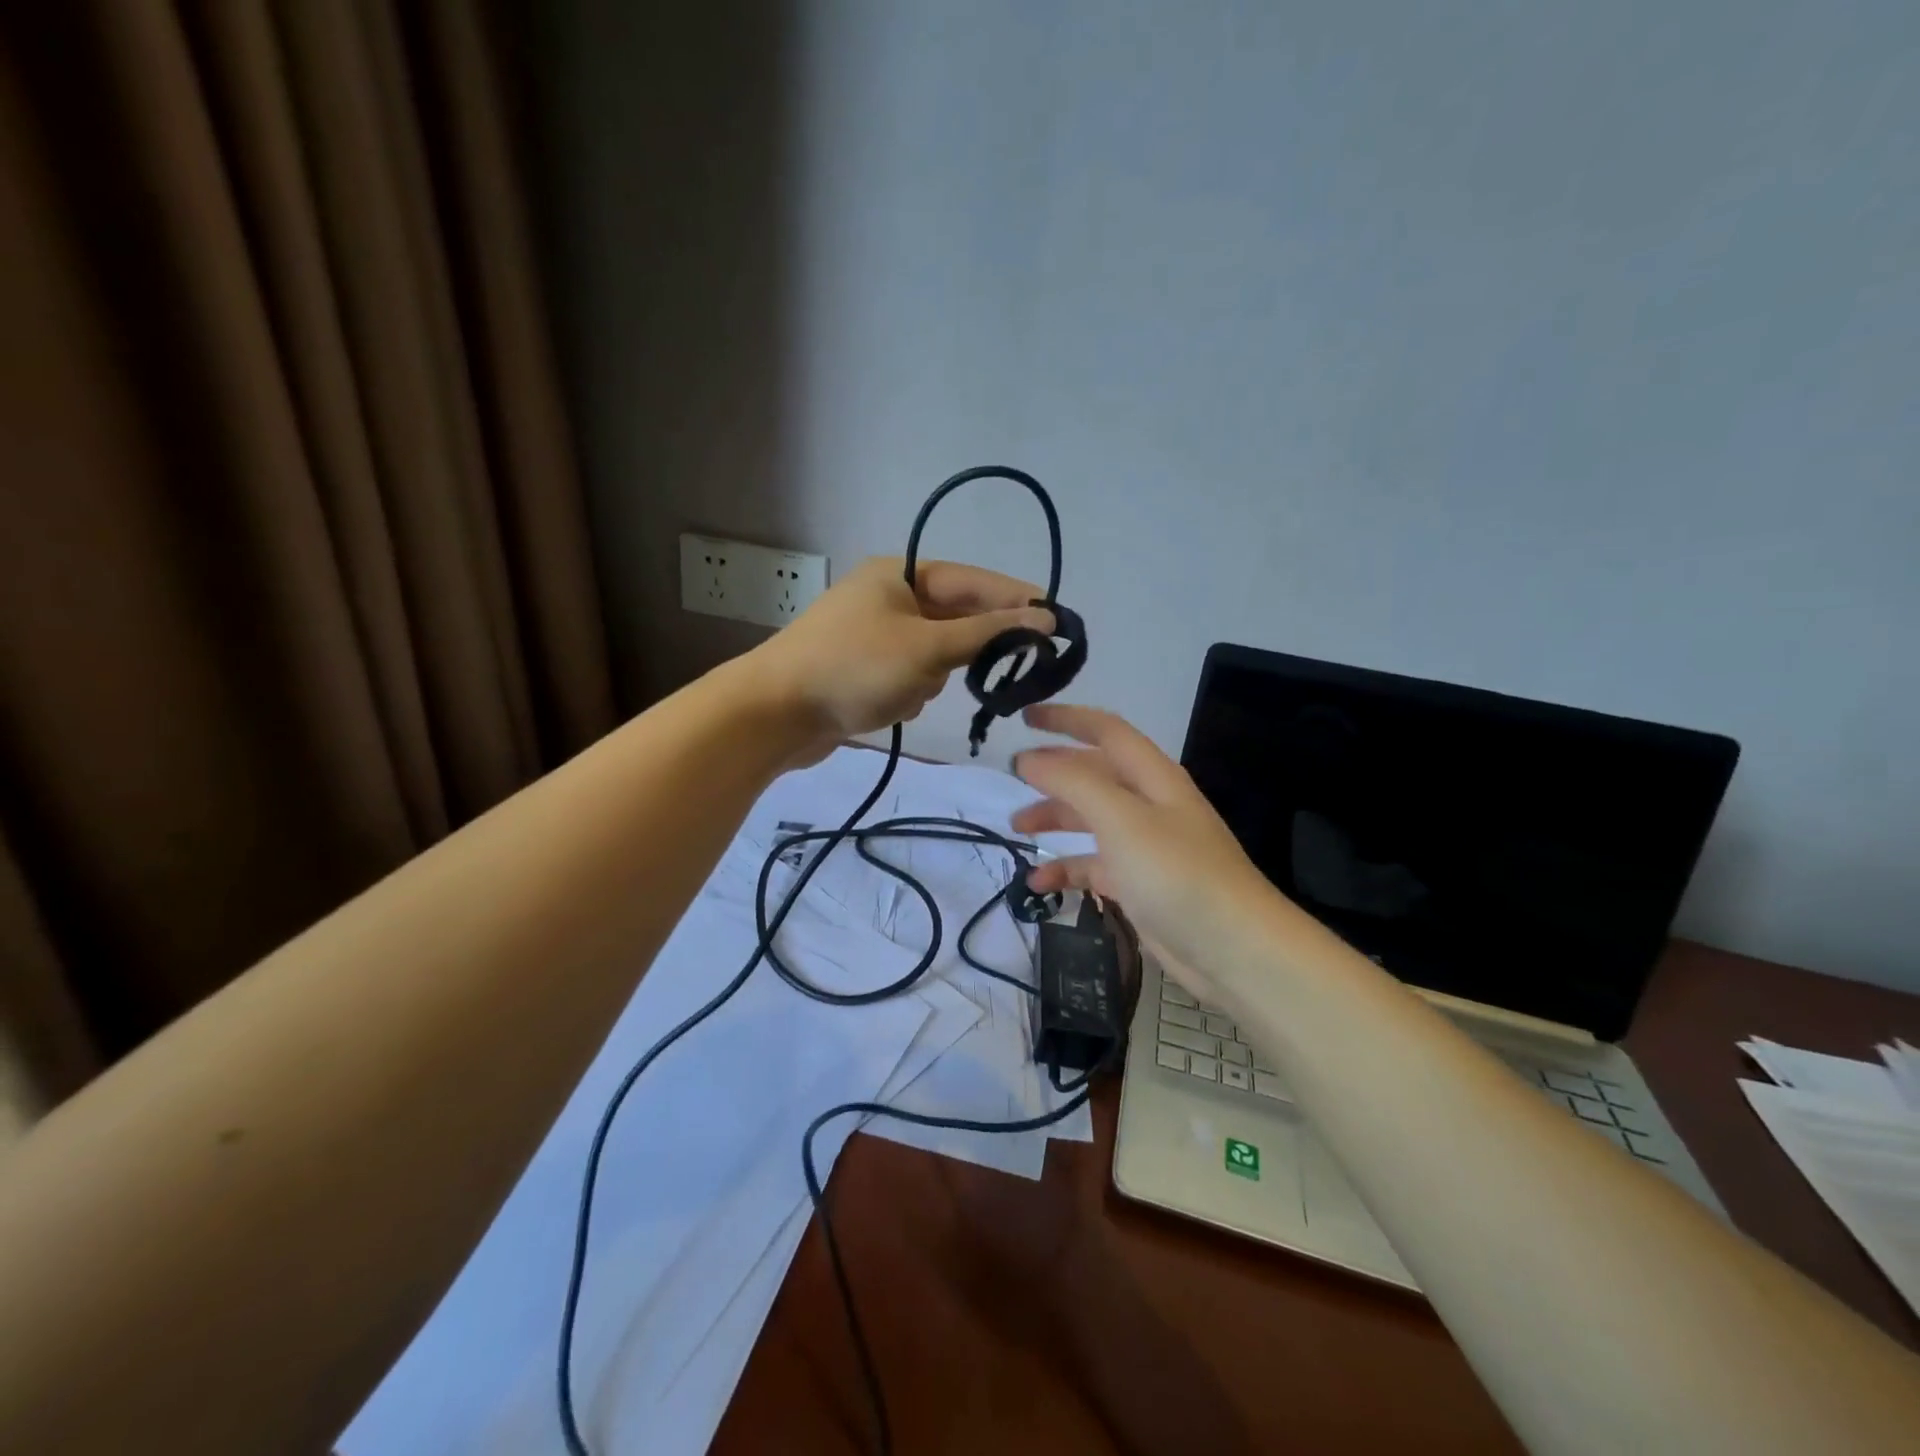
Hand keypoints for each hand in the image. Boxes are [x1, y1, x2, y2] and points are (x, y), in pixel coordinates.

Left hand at [749, 556, 1053, 758]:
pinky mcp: (866, 670)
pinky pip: (910, 677)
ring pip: (935, 655)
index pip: (973, 581)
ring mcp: (875, 636)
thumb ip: (988, 634)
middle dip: (967, 648)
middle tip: (1009, 666)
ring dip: (932, 677)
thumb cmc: (854, 668)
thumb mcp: (927, 648)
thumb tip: (1044, 619)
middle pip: (954, 618)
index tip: (1056, 618)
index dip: (1016, 599)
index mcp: (899, 575)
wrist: (775, 713)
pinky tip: (890, 706)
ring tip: (906, 691)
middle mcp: (888, 598)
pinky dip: (909, 693)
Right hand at [1011, 704, 1285, 1000]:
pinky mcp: (1138, 884)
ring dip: (1054, 819)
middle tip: (1012, 778)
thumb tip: (1028, 760)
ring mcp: (1144, 846)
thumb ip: (1072, 782)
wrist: (1232, 949)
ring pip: (1090, 820)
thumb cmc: (1177, 872)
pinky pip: (1093, 865)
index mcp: (1152, 777)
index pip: (1105, 730)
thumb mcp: (1121, 818)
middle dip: (1053, 773)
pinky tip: (1039, 884)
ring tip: (1017, 829)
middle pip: (1093, 775)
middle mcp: (1148, 804)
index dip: (1065, 718)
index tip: (1024, 716)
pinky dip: (1066, 869)